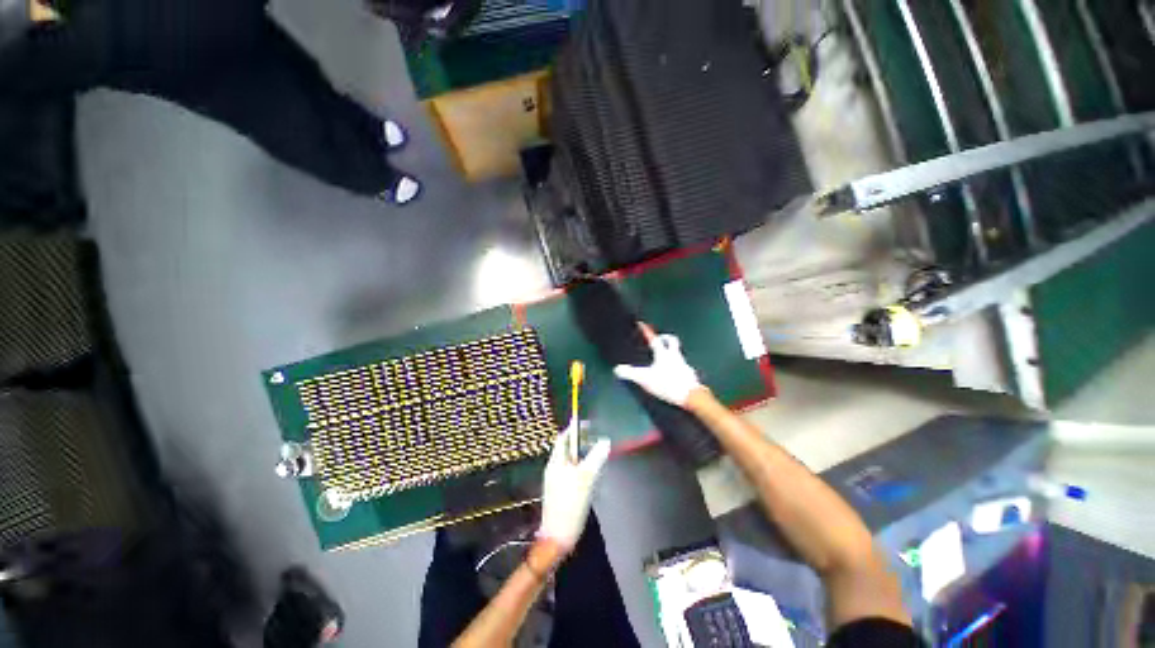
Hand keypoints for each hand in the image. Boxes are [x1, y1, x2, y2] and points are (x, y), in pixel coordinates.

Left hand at [538, 422, 610, 550]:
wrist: (558, 536)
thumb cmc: (571, 503)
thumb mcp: (586, 477)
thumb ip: (596, 457)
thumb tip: (605, 441)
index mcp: (556, 462)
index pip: (563, 438)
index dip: (573, 428)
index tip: (586, 423)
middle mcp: (554, 468)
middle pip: (566, 449)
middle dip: (579, 441)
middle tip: (594, 437)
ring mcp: (556, 481)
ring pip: (570, 461)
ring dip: (581, 455)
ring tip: (595, 453)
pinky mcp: (560, 492)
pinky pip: (571, 472)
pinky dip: (580, 467)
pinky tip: (591, 474)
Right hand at [613, 329, 702, 406]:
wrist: (691, 396)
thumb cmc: (667, 384)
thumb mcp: (645, 379)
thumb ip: (630, 374)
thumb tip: (617, 369)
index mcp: (664, 354)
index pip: (654, 339)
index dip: (647, 331)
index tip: (642, 324)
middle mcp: (675, 356)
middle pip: (672, 341)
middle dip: (665, 338)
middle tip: (660, 339)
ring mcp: (684, 365)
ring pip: (678, 354)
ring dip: (671, 354)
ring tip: (664, 360)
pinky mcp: (690, 376)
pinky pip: (682, 367)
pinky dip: (677, 368)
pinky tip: (673, 375)